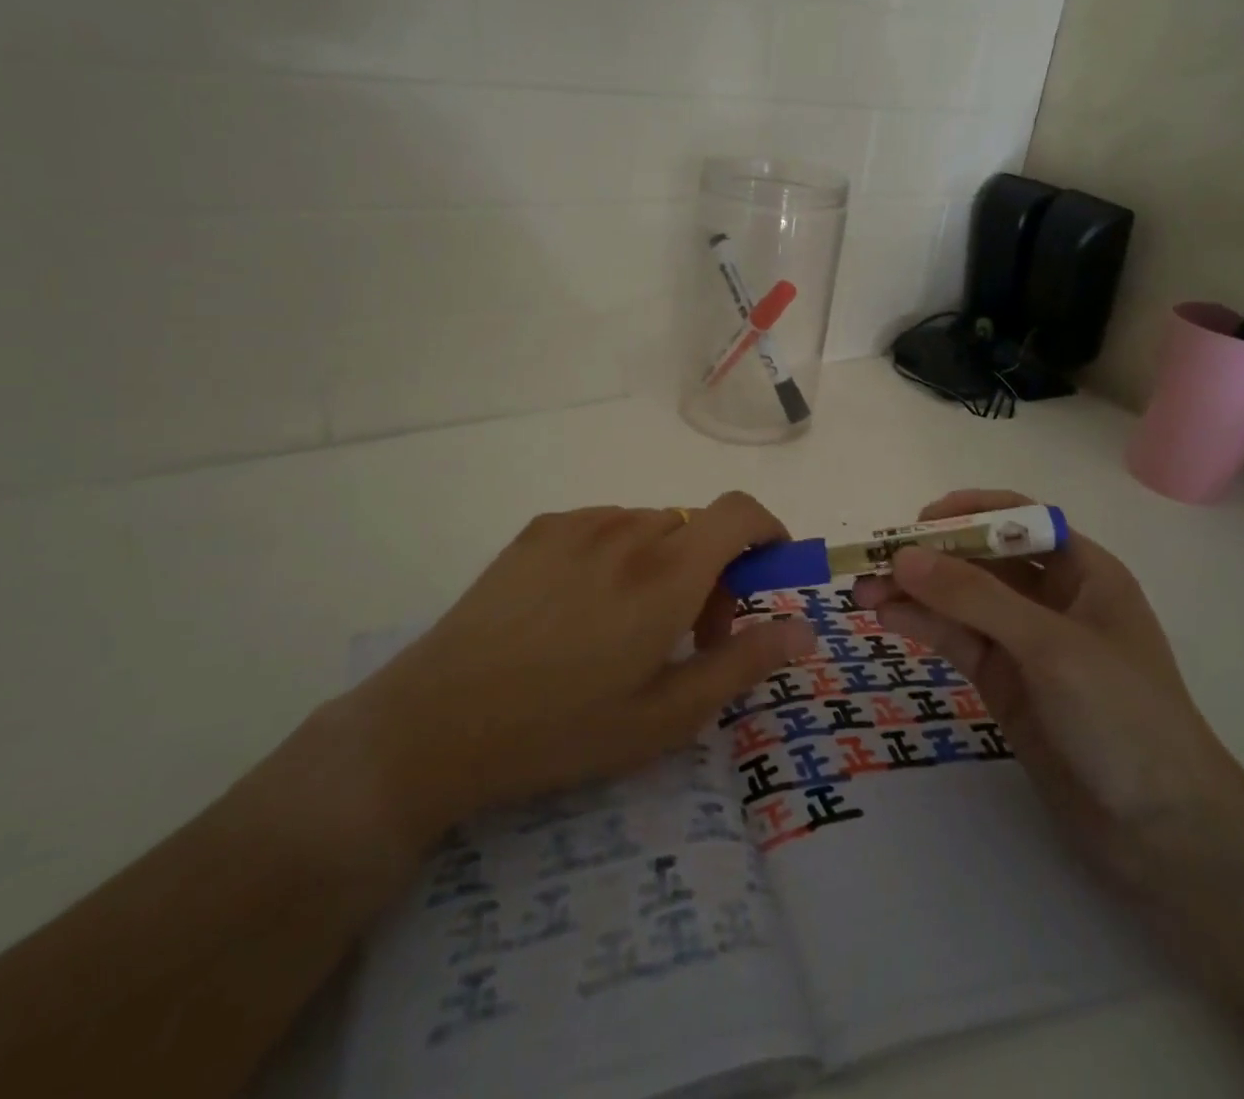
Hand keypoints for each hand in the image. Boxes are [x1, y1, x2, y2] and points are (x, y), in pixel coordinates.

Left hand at [338, 493, 814, 857]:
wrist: (439, 721)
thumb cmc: (563, 729)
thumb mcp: (666, 716)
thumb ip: (743, 663)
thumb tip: (803, 629)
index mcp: (666, 574)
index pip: (739, 513)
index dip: (768, 532)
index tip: (768, 573)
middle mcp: (628, 531)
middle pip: (697, 527)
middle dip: (714, 571)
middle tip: (689, 635)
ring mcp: (579, 524)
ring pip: (652, 526)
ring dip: (665, 562)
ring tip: (630, 625)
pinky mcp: (540, 529)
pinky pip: (606, 526)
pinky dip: (620, 553)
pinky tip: (581, 608)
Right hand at [852, 489, 1243, 887]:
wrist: (1164, 836)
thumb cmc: (1125, 718)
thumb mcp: (1051, 647)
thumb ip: (975, 598)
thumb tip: (902, 556)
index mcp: (1083, 572)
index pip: (1019, 519)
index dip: (968, 512)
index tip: (917, 523)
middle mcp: (1051, 598)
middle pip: (980, 559)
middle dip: (928, 557)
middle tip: (872, 563)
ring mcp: (1024, 642)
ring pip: (960, 600)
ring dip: (914, 592)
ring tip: (862, 595)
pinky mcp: (1003, 681)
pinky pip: (956, 639)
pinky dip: (922, 625)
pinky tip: (888, 619)